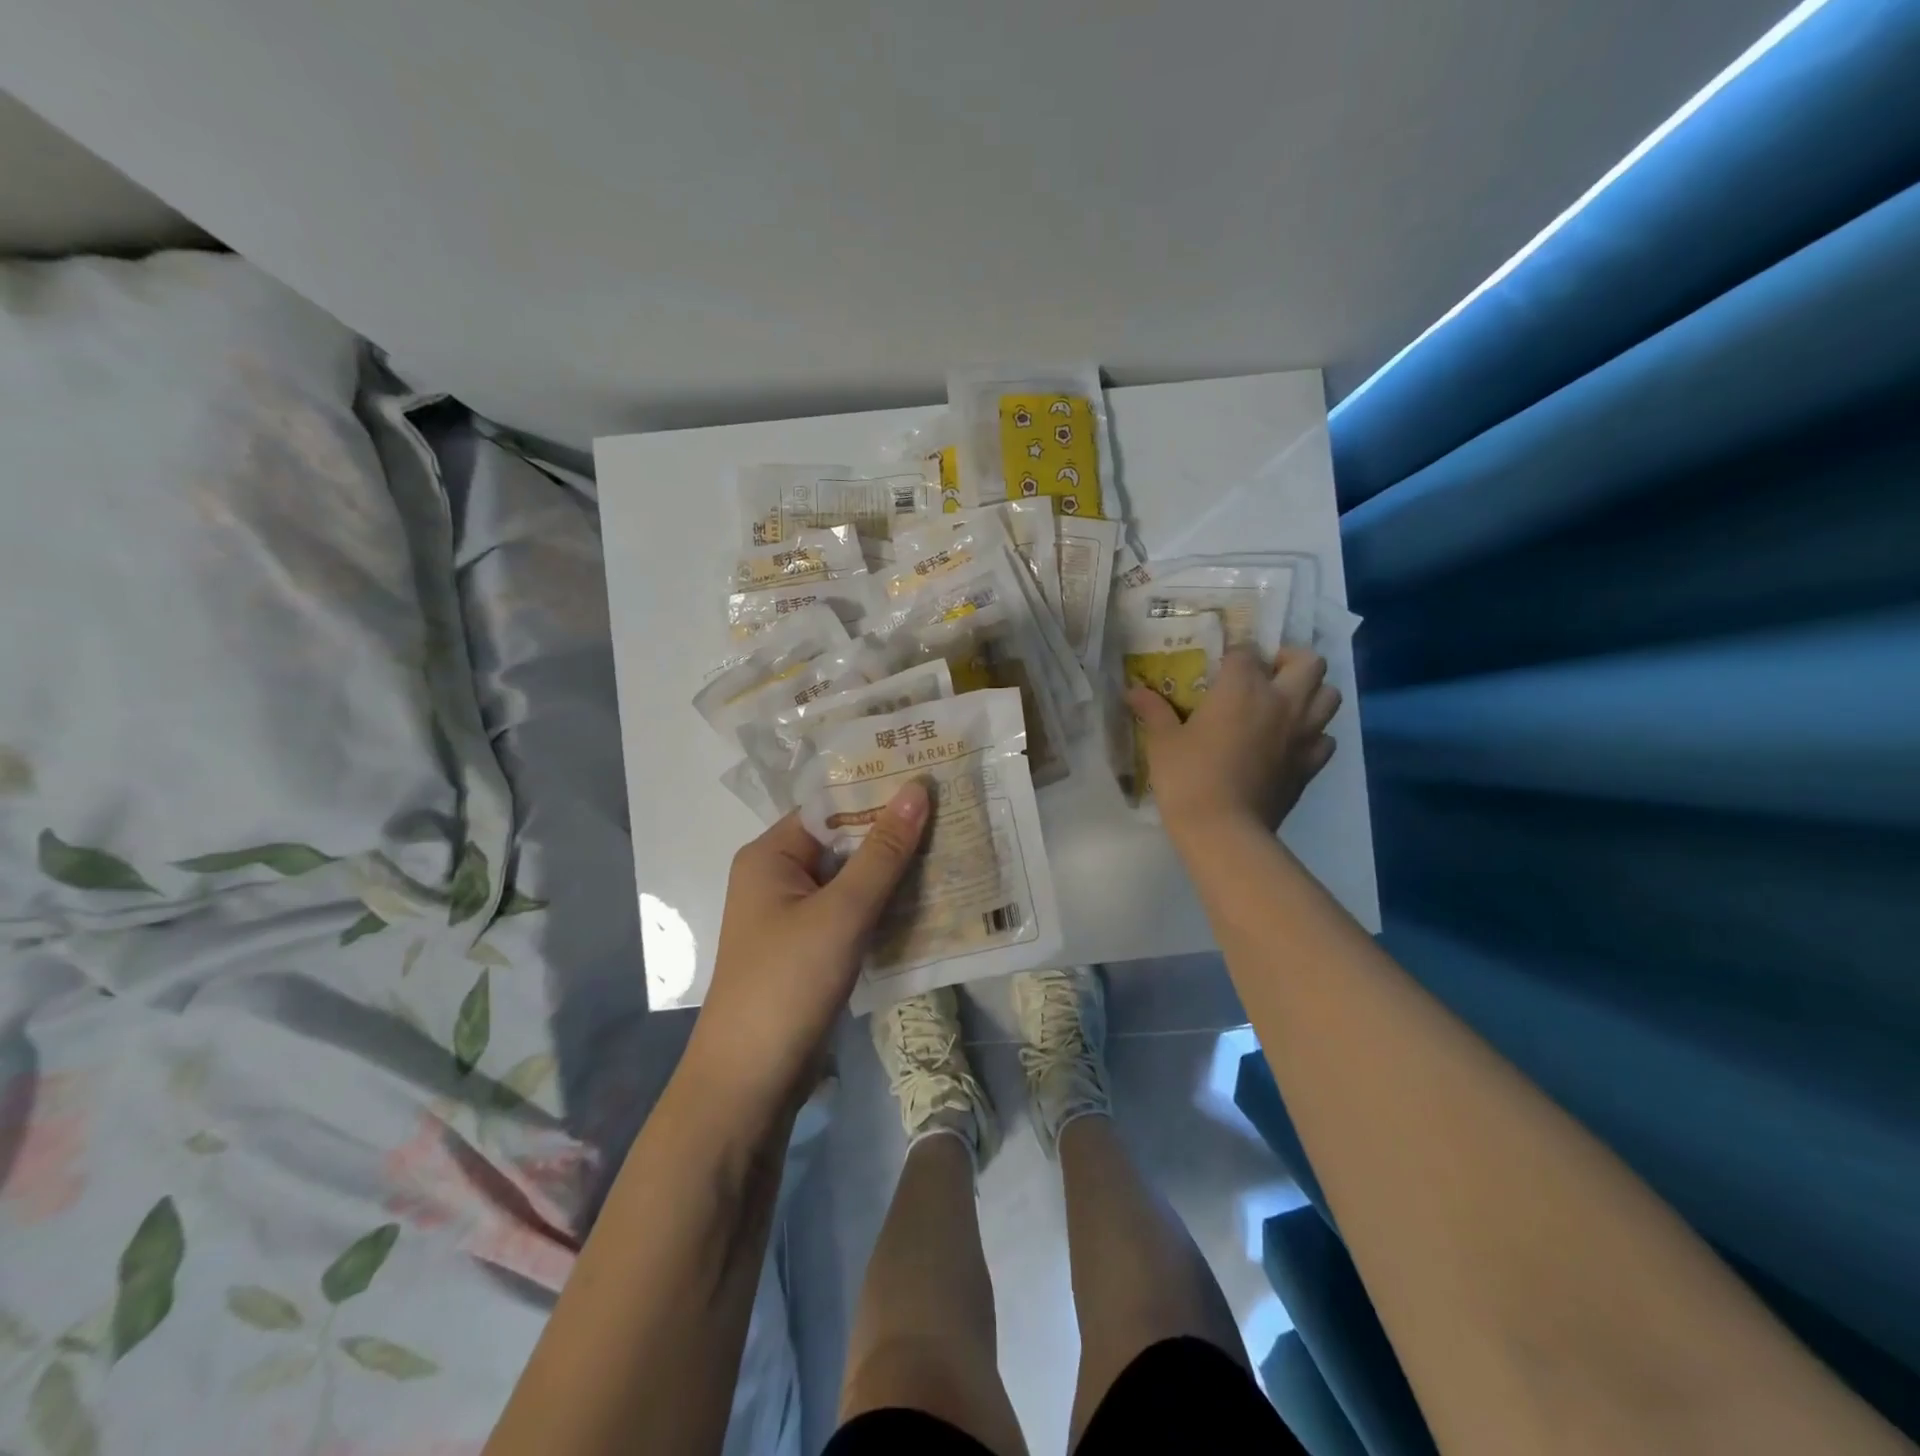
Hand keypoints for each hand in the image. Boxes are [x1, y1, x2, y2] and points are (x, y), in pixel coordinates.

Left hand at [686, 783, 929, 1119]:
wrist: (750, 1084)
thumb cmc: (788, 983)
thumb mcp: (842, 912)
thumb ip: (882, 852)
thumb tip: (916, 788)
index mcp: (771, 855)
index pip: (831, 807)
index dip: (879, 793)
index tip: (932, 779)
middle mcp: (780, 878)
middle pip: (844, 843)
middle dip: (895, 834)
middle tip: (954, 813)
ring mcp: (796, 917)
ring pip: (854, 881)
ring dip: (896, 873)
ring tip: (955, 849)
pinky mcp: (813, 950)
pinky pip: (855, 915)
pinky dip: (887, 908)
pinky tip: (933, 901)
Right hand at [1127, 645, 1339, 840]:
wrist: (1224, 829)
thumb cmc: (1188, 778)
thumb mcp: (1162, 741)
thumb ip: (1153, 710)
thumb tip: (1132, 691)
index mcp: (1242, 688)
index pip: (1247, 652)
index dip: (1234, 656)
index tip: (1219, 669)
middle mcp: (1281, 701)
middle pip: (1308, 661)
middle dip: (1289, 660)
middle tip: (1266, 676)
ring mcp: (1303, 733)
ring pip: (1330, 695)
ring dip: (1311, 693)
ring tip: (1285, 705)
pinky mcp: (1311, 764)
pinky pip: (1326, 737)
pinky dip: (1314, 734)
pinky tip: (1291, 743)